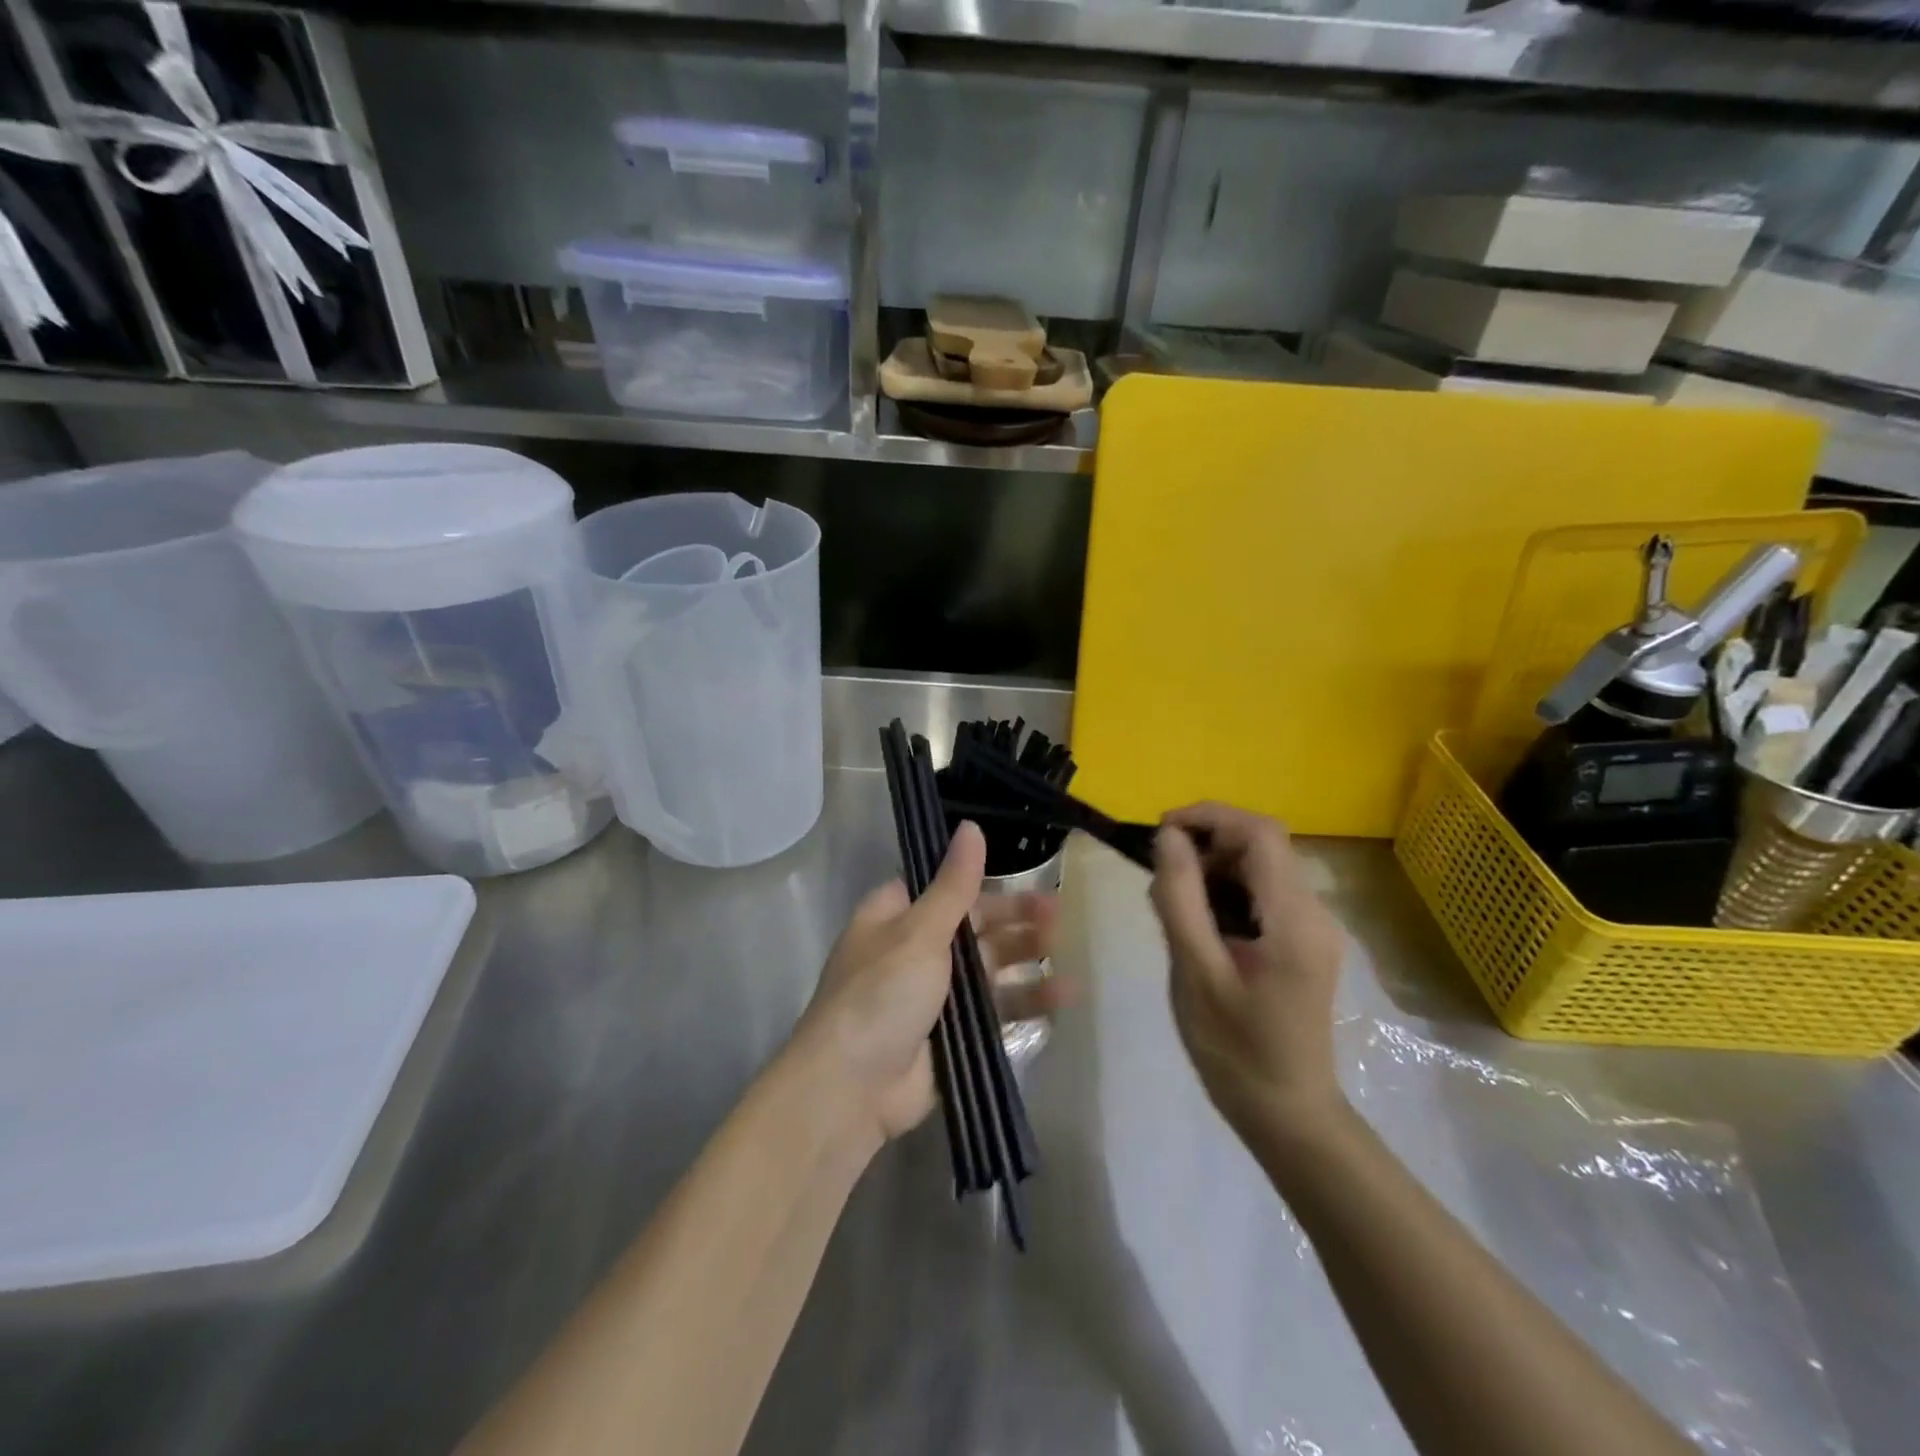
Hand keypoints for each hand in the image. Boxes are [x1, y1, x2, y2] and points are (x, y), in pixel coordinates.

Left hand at [797, 821, 1063, 1148]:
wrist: (852, 1088)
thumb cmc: (881, 994)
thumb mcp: (919, 931)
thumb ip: (953, 884)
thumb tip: (971, 826)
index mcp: (896, 917)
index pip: (945, 888)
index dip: (984, 882)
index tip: (1027, 876)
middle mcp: (914, 950)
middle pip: (973, 926)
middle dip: (1014, 920)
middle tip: (1058, 915)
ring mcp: (934, 995)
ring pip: (988, 968)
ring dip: (1025, 960)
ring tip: (1065, 954)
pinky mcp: (952, 1035)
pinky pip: (995, 1011)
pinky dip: (1025, 1003)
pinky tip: (1061, 998)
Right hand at [1150, 803, 1346, 1139]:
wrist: (1287, 1115)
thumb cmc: (1235, 1050)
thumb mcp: (1196, 972)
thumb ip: (1180, 899)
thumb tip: (1167, 837)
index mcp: (1294, 919)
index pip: (1259, 832)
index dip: (1208, 817)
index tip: (1160, 833)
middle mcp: (1314, 912)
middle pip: (1262, 845)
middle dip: (1207, 843)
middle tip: (1159, 876)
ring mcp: (1313, 928)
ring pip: (1260, 867)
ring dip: (1213, 868)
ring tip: (1172, 904)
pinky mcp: (1304, 942)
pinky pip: (1263, 894)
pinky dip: (1226, 891)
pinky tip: (1199, 924)